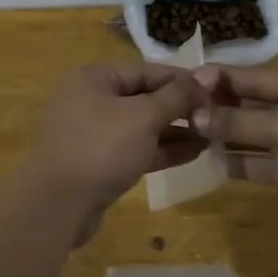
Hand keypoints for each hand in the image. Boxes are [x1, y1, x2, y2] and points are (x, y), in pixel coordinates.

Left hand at [26, 64, 208, 238]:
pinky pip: (135, 149)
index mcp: (93, 78)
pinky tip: (194, 153)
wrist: (60, 205)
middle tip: (217, 114)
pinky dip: (162, 150)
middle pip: (144, 97)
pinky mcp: (99, 163)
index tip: (216, 89)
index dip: (182, 79)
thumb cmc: (102, 148)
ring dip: (176, 130)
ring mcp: (93, 134)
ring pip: (141, 126)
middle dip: (181, 107)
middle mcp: (90, 100)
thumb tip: (207, 76)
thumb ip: (177, 95)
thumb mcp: (144, 116)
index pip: (146, 70)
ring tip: (212, 135)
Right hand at [190, 66, 277, 226]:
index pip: (260, 76)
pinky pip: (272, 162)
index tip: (188, 79)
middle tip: (184, 110)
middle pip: (260, 104)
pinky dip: (248, 162)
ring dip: (233, 136)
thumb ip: (238, 122)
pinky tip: (218, 163)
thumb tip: (196, 116)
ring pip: (264, 135)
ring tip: (193, 136)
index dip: (224, 79)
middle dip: (225, 108)